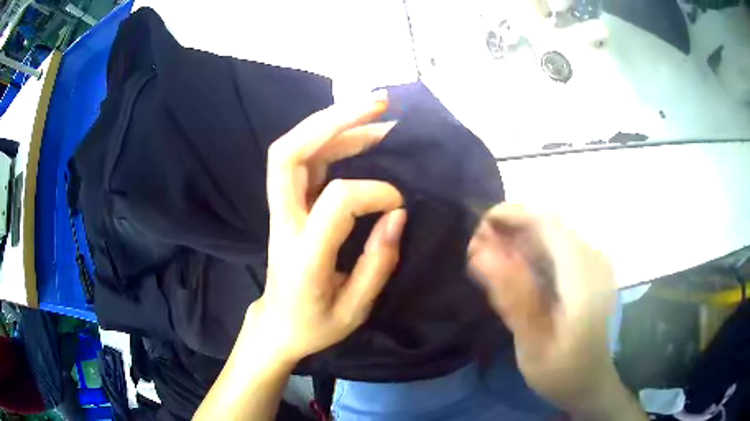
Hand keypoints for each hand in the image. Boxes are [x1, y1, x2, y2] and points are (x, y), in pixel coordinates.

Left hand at [245, 91, 406, 364]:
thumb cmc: (314, 324)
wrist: (277, 326)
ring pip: (293, 150)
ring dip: (333, 123)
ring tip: (376, 111)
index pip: (336, 201)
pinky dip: (330, 139)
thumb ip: (378, 262)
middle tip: (379, 105)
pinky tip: (359, 134)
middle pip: (289, 154)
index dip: (375, 193)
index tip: (399, 205)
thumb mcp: (354, 309)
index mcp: (303, 255)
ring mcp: (281, 210)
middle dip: (333, 121)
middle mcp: (284, 222)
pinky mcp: (288, 205)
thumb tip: (397, 213)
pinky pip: (303, 160)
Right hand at [468, 204, 644, 419]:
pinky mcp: (589, 269)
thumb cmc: (562, 372)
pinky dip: (531, 249)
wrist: (590, 382)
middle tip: (477, 249)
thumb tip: (481, 254)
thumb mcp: (533, 345)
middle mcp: (593, 259)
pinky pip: (557, 245)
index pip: (547, 222)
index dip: (511, 216)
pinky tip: (513, 268)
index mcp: (583, 277)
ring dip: (518, 237)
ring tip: (488, 256)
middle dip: (510, 227)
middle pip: (549, 222)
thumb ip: (513, 298)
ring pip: (552, 231)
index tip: (478, 230)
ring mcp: (594, 262)